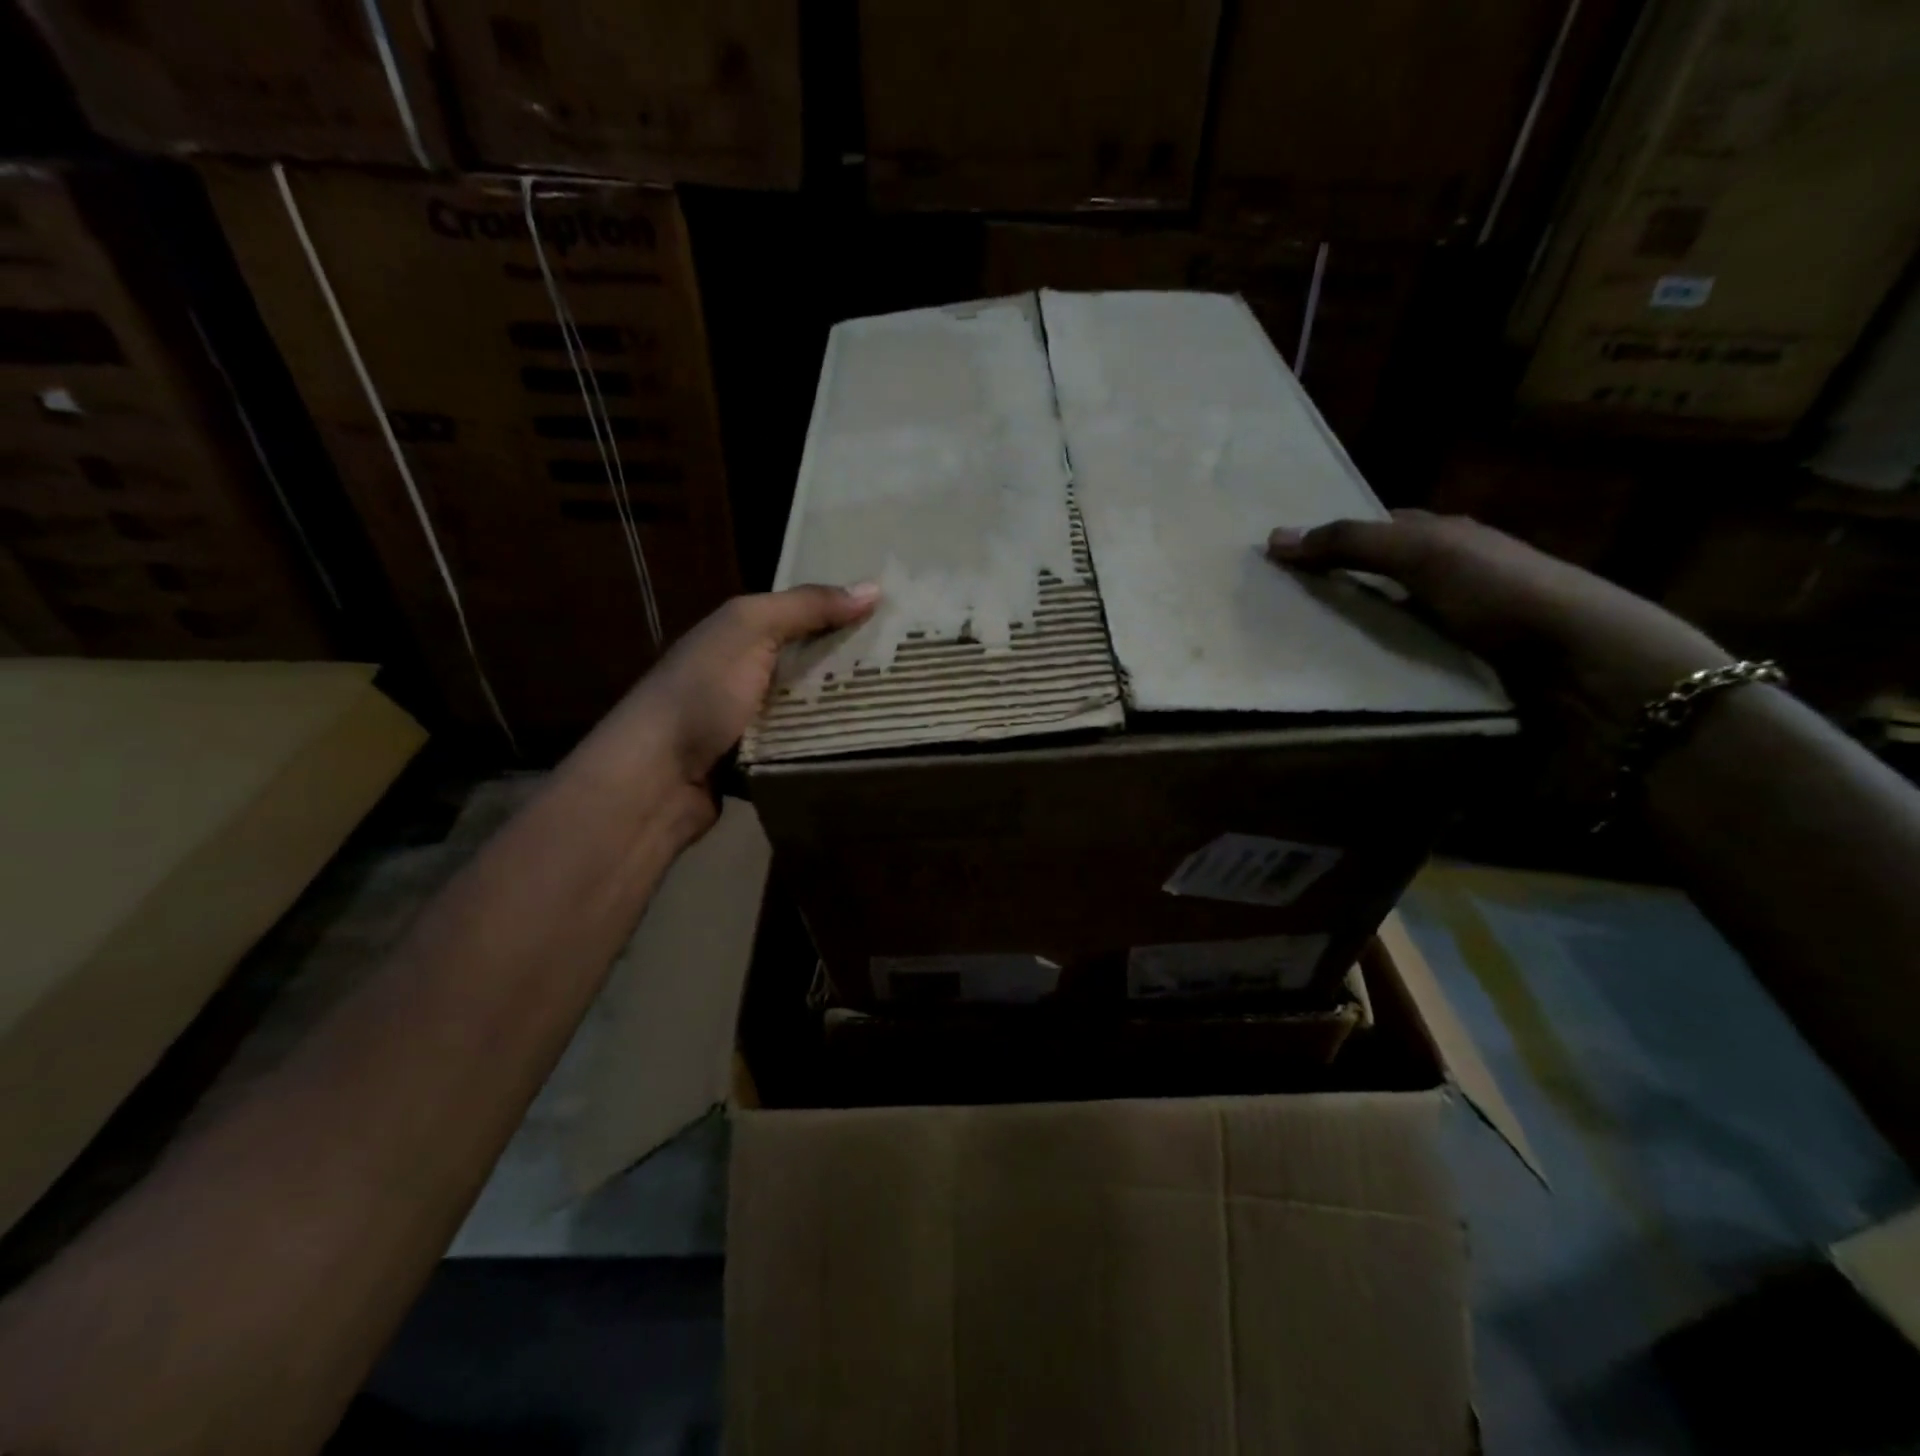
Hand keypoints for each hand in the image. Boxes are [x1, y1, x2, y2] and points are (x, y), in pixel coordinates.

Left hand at [619, 582, 879, 786]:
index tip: (899, 620)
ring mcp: (750, 721)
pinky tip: (866, 745)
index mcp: (739, 635)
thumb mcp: (750, 632)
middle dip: (852, 664)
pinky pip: (802, 745)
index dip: (845, 613)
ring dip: (843, 708)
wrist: (654, 780)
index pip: (803, 616)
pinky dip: (826, 744)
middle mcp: (745, 674)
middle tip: (911, 668)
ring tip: (901, 706)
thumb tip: (873, 588)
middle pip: (810, 663)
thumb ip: (805, 607)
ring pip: (810, 707)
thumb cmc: (701, 694)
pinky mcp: (758, 761)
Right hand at [1267, 511, 1729, 731]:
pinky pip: (1400, 663)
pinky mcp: (1460, 671)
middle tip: (1273, 611)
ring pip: (1385, 624)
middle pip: (1377, 578)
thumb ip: (1352, 543)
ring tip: (1293, 651)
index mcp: (1447, 538)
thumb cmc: (1501, 593)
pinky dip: (1372, 668)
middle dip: (1332, 590)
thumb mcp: (1424, 552)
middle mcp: (1451, 577)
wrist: (1583, 667)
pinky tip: (1343, 679)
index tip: (1279, 562)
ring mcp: (1457, 627)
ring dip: (1347, 635)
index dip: (1331, 539)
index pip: (1377, 530)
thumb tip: (1273, 538)